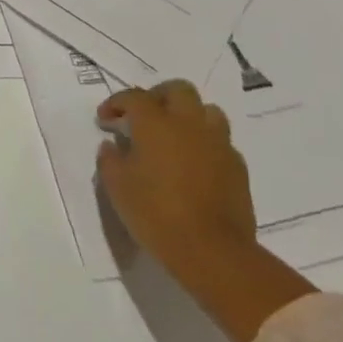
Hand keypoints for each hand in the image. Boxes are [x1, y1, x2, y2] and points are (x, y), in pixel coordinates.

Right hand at [95, 80, 314, 341]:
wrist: (212, 251)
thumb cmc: (155, 213)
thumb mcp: (117, 186)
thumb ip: (110, 159)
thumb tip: (112, 145)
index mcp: (156, 123)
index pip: (134, 97)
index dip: (116, 103)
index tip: (105, 120)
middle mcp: (189, 124)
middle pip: (179, 90)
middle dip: (158, 96)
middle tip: (144, 116)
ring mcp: (218, 144)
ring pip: (207, 111)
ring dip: (188, 115)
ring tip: (174, 135)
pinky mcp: (238, 168)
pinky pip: (221, 142)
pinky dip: (205, 143)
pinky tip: (194, 164)